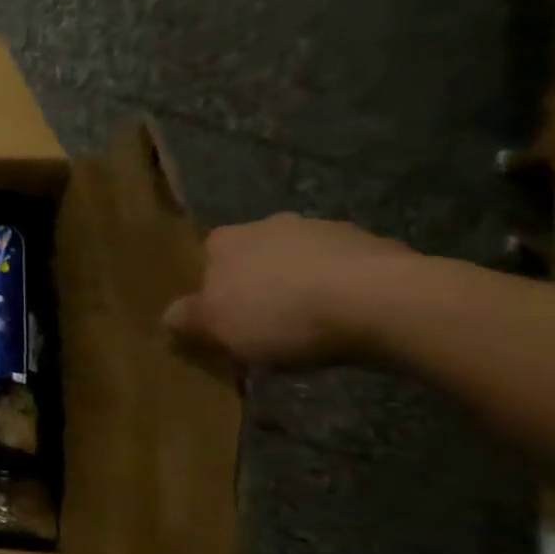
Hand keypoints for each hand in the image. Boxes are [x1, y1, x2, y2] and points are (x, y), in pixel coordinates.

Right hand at [162, 214, 410, 368]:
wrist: (384, 303)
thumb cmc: (279, 313)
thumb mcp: (214, 327)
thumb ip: (185, 320)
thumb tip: (170, 316)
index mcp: (226, 239)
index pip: (207, 257)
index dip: (212, 288)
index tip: (222, 318)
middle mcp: (272, 224)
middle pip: (257, 257)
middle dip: (260, 284)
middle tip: (266, 325)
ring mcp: (330, 231)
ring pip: (304, 262)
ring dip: (305, 286)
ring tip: (314, 329)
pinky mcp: (382, 247)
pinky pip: (350, 273)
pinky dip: (347, 293)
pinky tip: (353, 323)